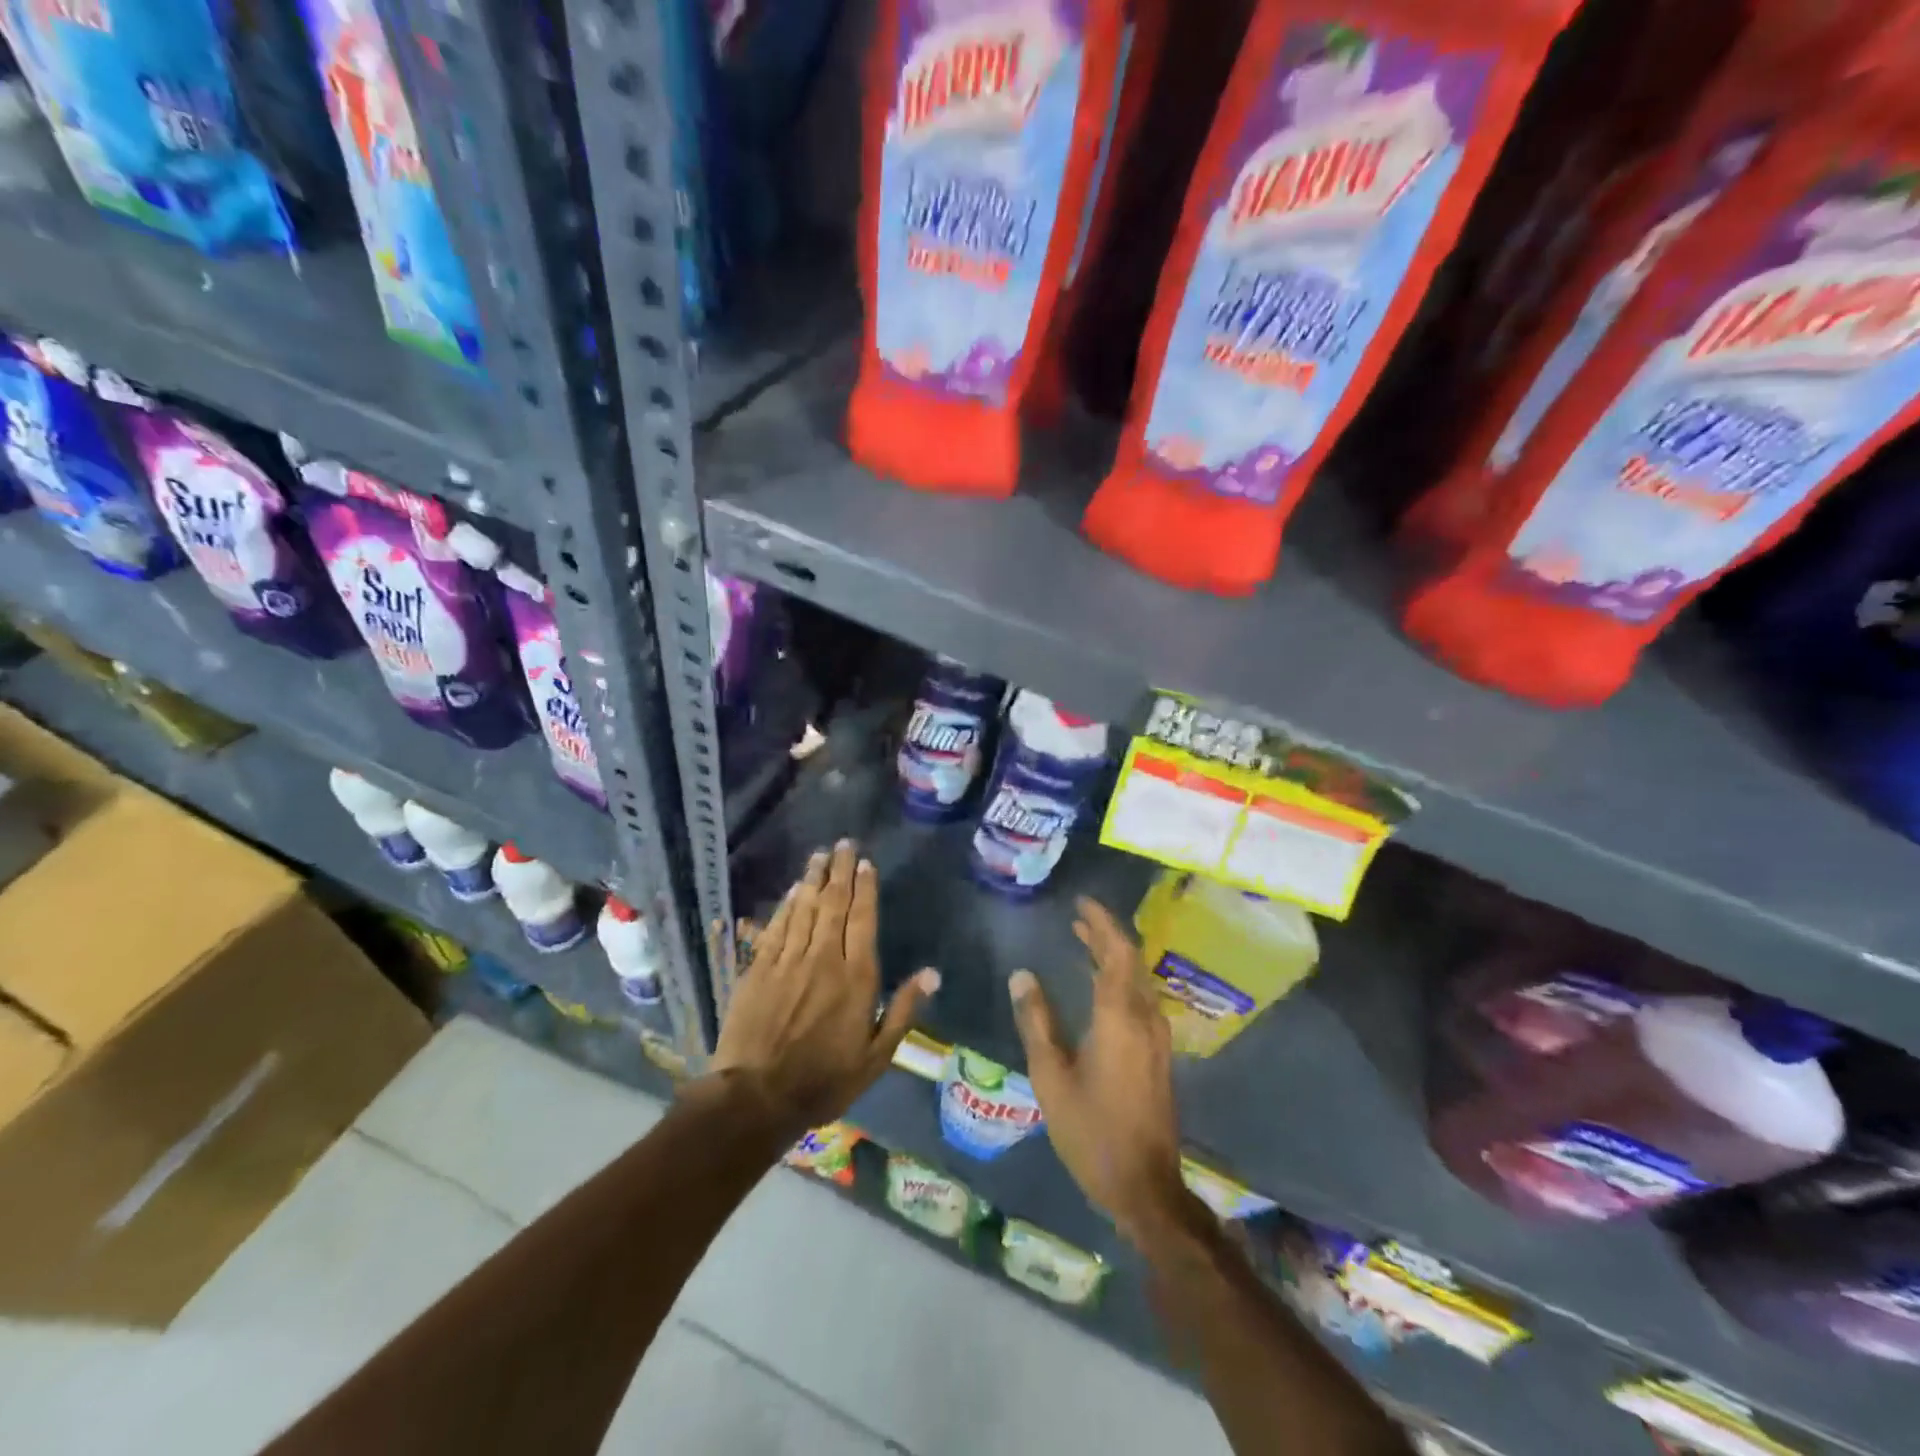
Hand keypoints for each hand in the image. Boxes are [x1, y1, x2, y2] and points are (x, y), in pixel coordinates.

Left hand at [709, 841, 938, 1136]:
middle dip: (840, 871)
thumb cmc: (825, 1080)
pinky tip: (792, 891)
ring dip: (813, 878)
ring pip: (804, 908)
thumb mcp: (877, 1056)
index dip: (866, 888)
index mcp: (856, 977)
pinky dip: (786, 905)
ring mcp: (788, 960)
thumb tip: (932, 973)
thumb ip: (904, 1010)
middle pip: (834, 903)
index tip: (866, 863)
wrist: (756, 1097)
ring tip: (820, 854)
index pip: (863, 919)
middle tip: (844, 844)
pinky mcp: (758, 968)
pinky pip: (776, 927)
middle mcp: (823, 958)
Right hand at [1009, 898, 1192, 1248]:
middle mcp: (1145, 1018)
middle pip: (1130, 961)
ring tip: (1085, 942)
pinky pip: (1141, 998)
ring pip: (1138, 979)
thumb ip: (1037, 1021)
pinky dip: (1121, 979)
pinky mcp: (1158, 1054)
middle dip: (1106, 935)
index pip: (1116, 952)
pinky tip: (1101, 986)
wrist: (1144, 1185)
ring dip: (1114, 956)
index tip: (1081, 903)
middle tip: (1078, 918)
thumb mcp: (1051, 1076)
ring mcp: (1156, 1037)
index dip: (1102, 923)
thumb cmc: (1091, 1130)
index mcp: (1119, 1017)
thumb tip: (1022, 976)